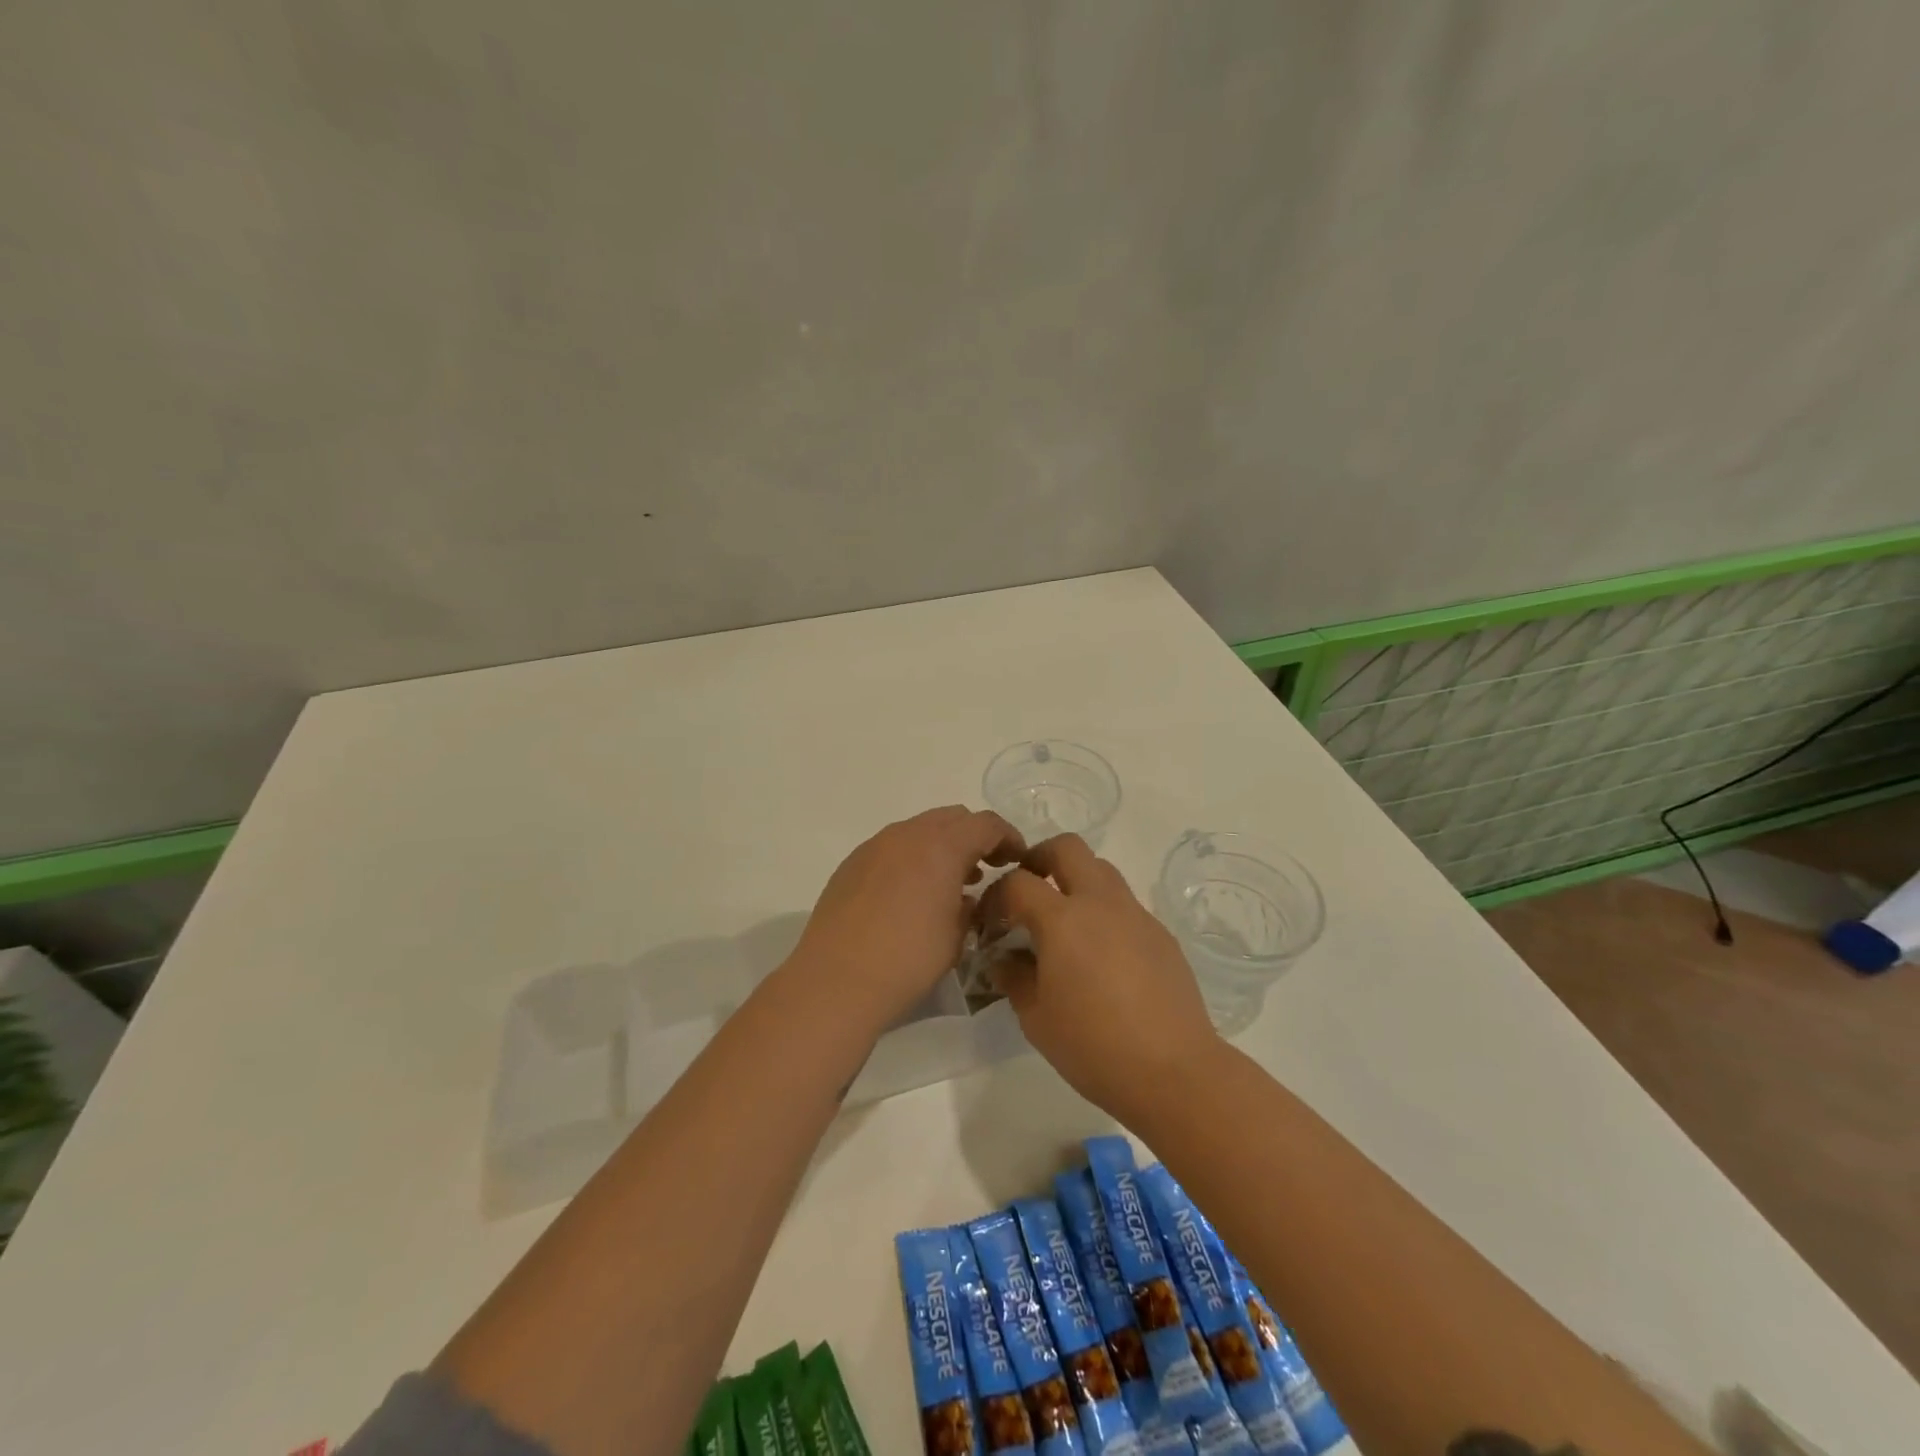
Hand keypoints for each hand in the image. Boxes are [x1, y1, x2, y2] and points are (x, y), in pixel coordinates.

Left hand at [790, 805, 1023, 1032]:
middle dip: (975, 836)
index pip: (986, 824)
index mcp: (941, 846)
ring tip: (952, 882)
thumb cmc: (908, 960)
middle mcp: (908, 834)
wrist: (836, 980)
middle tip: (988, 866)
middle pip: (953, 818)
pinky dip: (913, 857)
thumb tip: (965, 897)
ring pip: (920, 829)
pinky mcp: (852, 863)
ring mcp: (875, 845)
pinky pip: (893, 847)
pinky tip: (912, 893)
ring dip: (943, 846)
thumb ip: (970, 907)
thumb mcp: (957, 937)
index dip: (1008, 837)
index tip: (1018, 859)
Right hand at [980, 834, 1220, 1122]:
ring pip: (1101, 869)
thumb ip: (1013, 977)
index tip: (989, 921)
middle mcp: (1100, 903)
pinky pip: (1124, 904)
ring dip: (1075, 880)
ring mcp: (1136, 915)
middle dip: (1040, 858)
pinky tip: (1100, 954)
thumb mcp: (1036, 1018)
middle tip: (1028, 890)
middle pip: (1067, 848)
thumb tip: (1004, 957)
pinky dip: (1103, 911)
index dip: (996, 895)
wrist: (1174, 1071)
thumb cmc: (1093, 1047)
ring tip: (1064, 922)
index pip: (1019, 883)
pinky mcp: (1160, 933)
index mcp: (1063, 920)